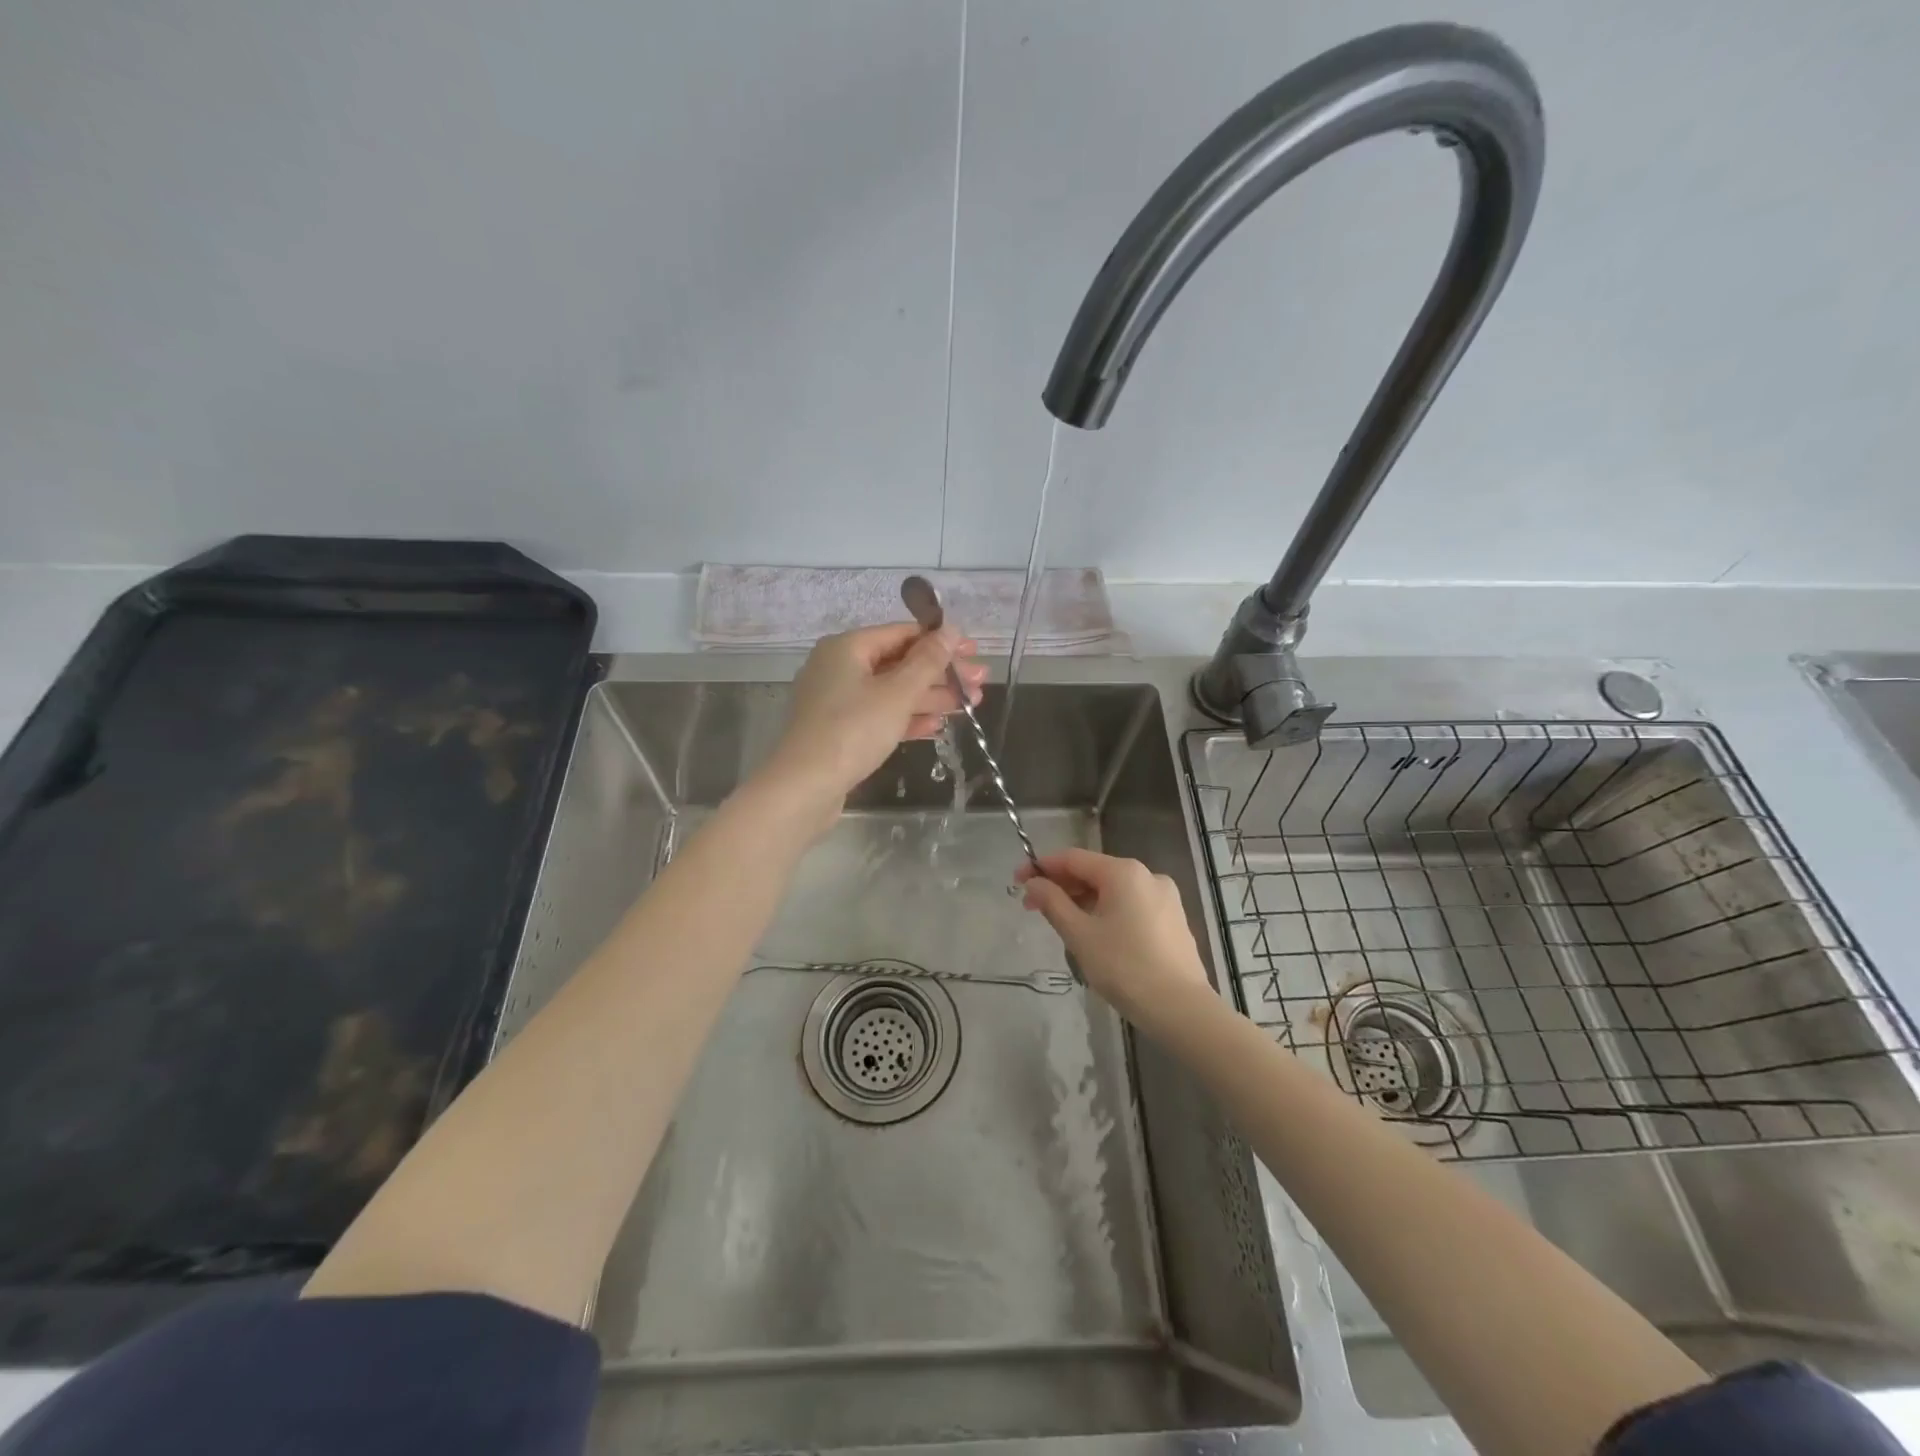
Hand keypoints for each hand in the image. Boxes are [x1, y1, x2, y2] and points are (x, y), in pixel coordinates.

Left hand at [763, 623, 986, 817]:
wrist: (804, 788)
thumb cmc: (852, 731)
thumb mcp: (897, 693)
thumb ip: (927, 661)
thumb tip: (951, 630)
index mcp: (847, 648)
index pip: (902, 633)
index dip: (941, 641)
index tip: (974, 653)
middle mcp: (839, 668)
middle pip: (899, 663)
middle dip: (941, 674)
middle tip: (980, 683)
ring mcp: (837, 701)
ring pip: (891, 691)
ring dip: (930, 697)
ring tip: (969, 706)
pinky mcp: (839, 730)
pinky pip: (879, 715)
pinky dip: (907, 718)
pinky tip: (936, 726)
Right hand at [1016, 849, 1211, 1029]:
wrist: (1181, 1008)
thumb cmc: (1125, 968)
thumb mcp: (1080, 935)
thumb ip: (1052, 903)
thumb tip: (1033, 884)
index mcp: (1123, 872)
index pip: (1072, 858)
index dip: (1041, 867)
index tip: (1017, 882)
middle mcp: (1147, 875)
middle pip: (1094, 871)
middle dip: (1061, 886)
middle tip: (1032, 908)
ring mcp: (1165, 897)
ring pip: (1113, 890)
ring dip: (1082, 900)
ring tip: (1060, 923)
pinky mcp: (1173, 919)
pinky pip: (1131, 904)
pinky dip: (1106, 911)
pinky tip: (1094, 933)